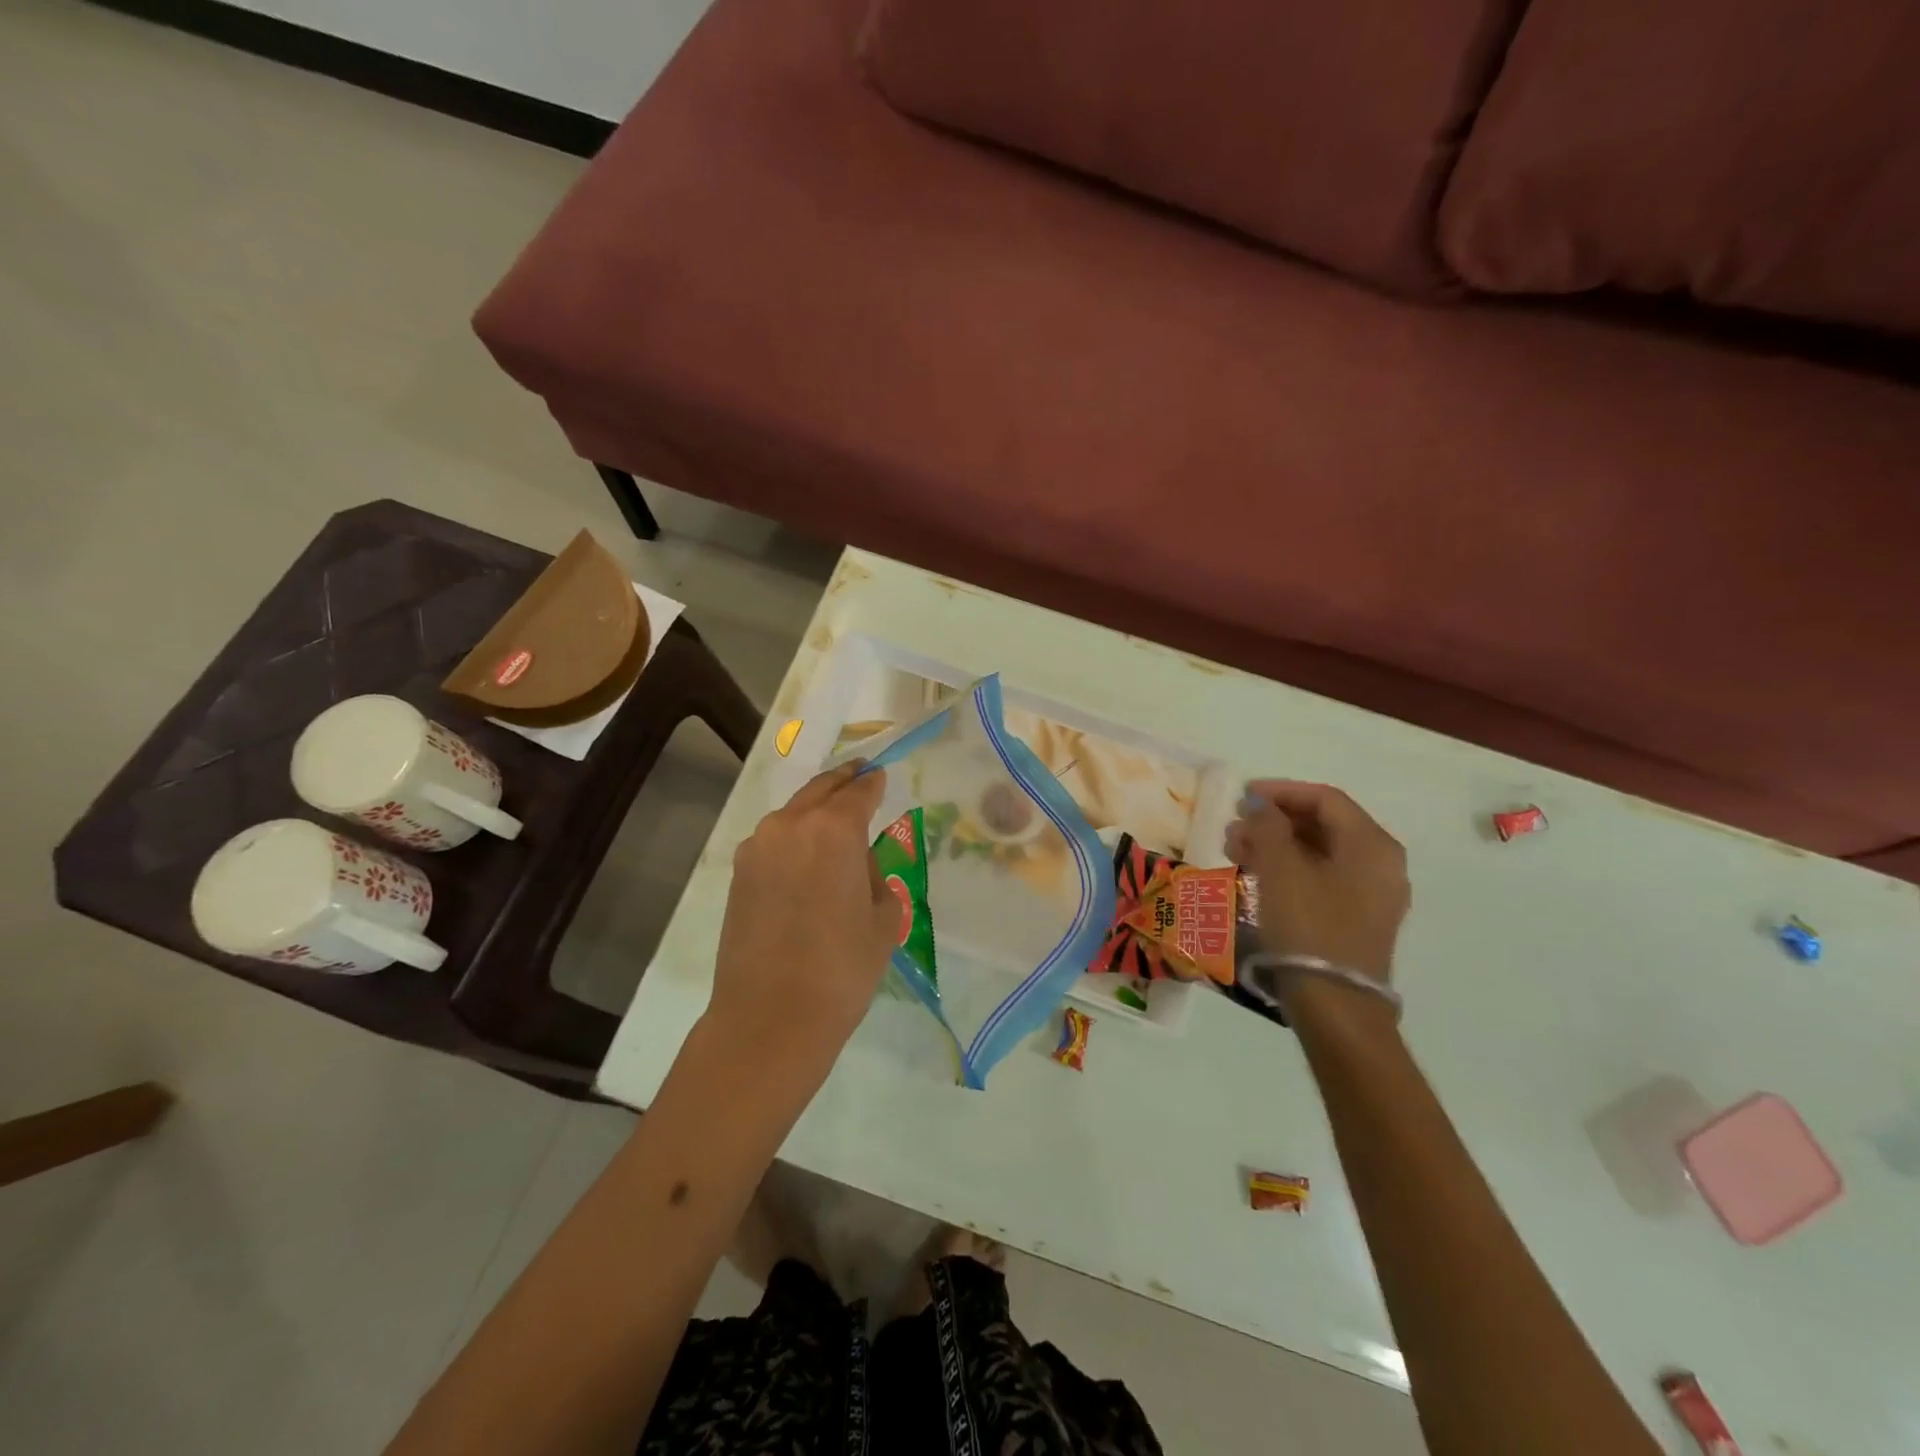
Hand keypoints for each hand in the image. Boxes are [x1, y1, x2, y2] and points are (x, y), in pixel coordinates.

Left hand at [706, 762, 898, 1070]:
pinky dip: (794, 837)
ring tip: (834, 820)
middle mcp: (791, 825)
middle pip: (821, 789)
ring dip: (815, 809)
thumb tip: (856, 864)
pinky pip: (774, 840)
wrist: (770, 1017)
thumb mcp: (883, 919)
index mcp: (834, 829)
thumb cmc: (842, 969)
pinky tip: (806, 857)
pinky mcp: (738, 873)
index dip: (874, 783)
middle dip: (843, 781)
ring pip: (794, 813)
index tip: (881, 775)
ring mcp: (758, 847)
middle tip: (860, 774)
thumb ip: (875, 875)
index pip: (859, 791)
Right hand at [1226, 780, 1409, 983]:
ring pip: (1319, 852)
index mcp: (1371, 844)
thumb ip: (1267, 825)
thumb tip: (1259, 802)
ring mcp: (1372, 893)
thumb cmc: (1309, 926)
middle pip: (1323, 824)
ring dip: (1276, 844)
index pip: (1324, 799)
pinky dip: (1288, 868)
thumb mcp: (1280, 868)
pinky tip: (1255, 875)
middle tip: (1233, 826)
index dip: (1280, 791)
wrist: (1335, 1004)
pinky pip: (1321, 877)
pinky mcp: (1358, 918)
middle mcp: (1380, 863)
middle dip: (1274, 820)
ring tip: (1234, 850)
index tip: (1242, 795)